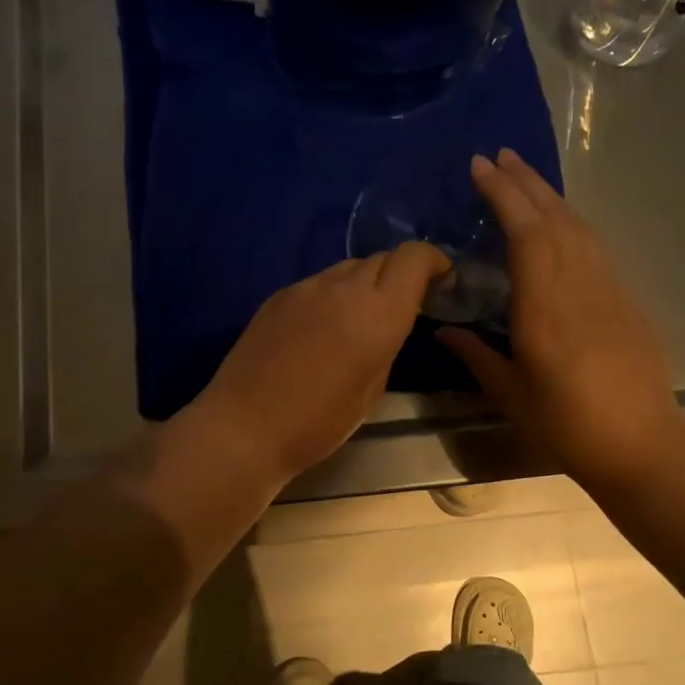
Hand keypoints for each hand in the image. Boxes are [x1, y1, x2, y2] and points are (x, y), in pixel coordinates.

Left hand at [192, 242, 451, 482]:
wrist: (245, 427)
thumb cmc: (318, 423)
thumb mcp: (372, 391)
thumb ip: (386, 344)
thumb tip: (386, 324)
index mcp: (378, 313)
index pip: (413, 257)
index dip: (432, 262)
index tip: (439, 282)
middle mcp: (343, 288)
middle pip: (382, 258)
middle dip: (399, 275)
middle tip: (400, 306)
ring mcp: (305, 287)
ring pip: (347, 268)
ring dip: (363, 285)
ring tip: (357, 319)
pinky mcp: (277, 296)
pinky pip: (317, 284)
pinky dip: (331, 295)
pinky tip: (321, 328)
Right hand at [438, 148, 684, 489]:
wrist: (640, 443)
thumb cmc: (566, 424)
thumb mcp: (509, 394)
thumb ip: (476, 355)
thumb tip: (444, 331)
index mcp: (545, 307)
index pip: (526, 233)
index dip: (504, 196)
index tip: (481, 168)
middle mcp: (579, 286)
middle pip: (555, 218)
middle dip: (526, 182)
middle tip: (499, 155)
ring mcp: (608, 290)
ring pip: (580, 227)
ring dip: (551, 196)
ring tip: (525, 176)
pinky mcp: (626, 300)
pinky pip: (595, 248)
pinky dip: (571, 223)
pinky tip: (560, 223)